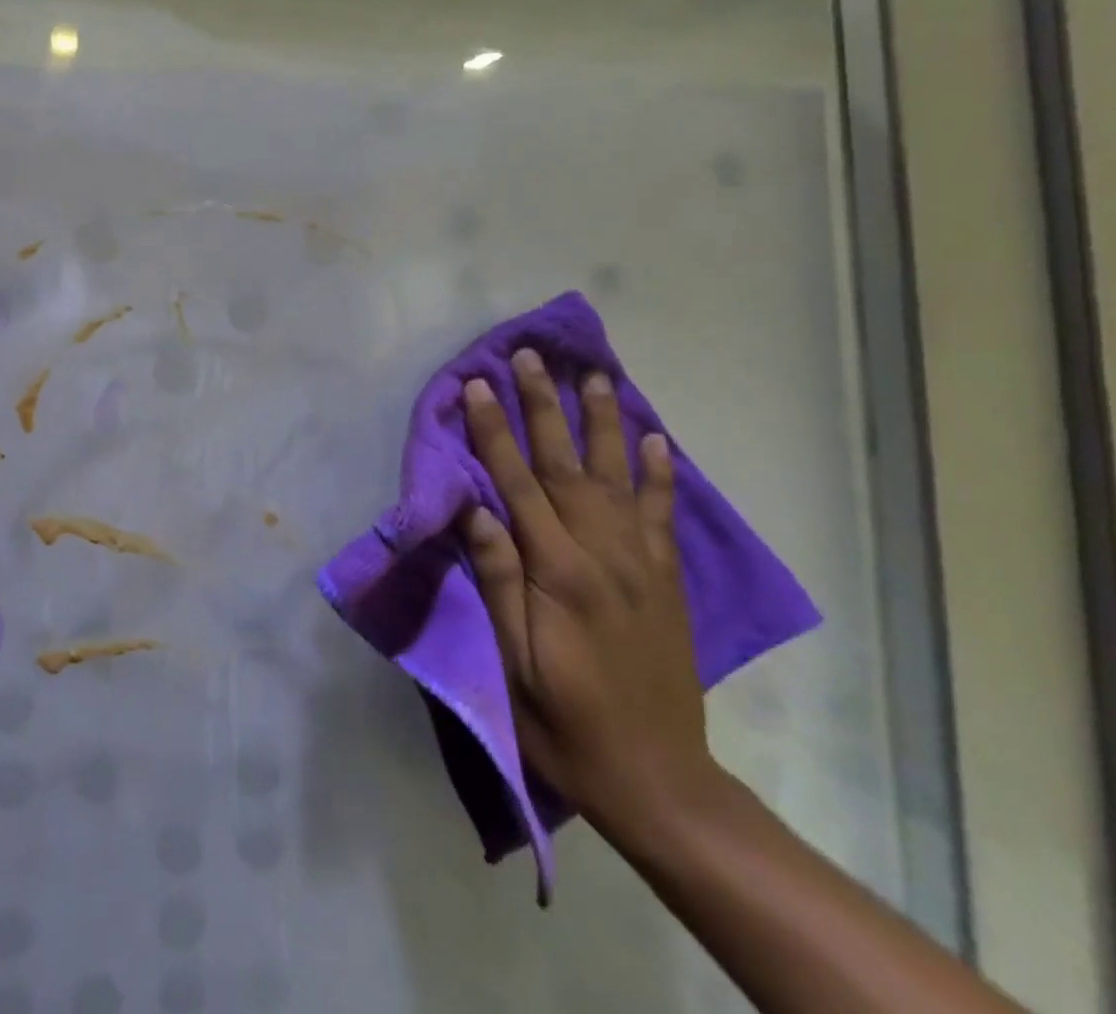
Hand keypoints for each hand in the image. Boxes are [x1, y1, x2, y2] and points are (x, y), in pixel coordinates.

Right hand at [460, 350, 712, 826]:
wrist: (659, 781)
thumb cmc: (563, 722)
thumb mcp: (511, 661)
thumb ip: (496, 578)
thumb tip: (473, 507)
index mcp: (558, 572)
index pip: (517, 483)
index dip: (493, 431)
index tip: (476, 383)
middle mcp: (602, 554)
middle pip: (565, 465)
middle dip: (543, 406)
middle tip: (530, 356)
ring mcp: (640, 565)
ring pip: (618, 476)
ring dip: (602, 422)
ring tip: (594, 376)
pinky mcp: (665, 581)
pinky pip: (662, 515)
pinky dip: (660, 473)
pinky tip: (655, 439)